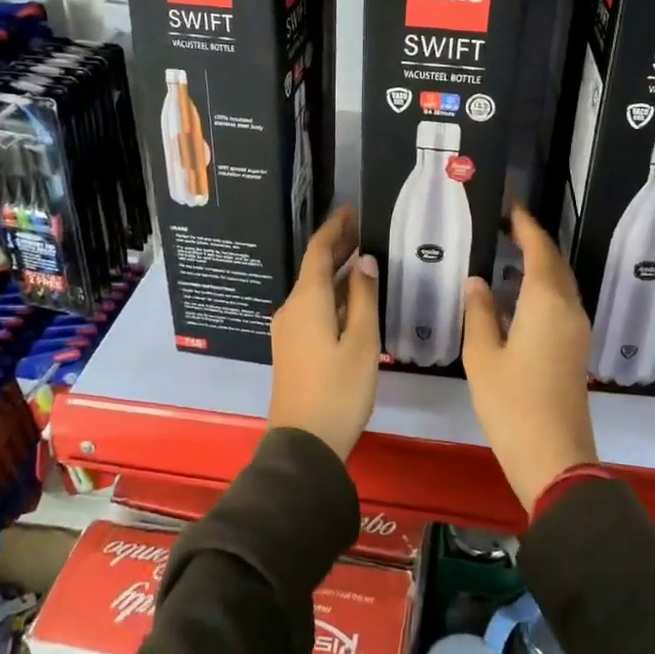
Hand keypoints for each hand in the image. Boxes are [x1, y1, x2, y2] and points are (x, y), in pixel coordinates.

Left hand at [269, 206, 379, 459]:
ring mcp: (289, 329)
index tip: (352, 209)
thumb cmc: (339, 390)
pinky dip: (333, 295)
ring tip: (365, 259)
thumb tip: (364, 261)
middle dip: (337, 247)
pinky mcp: (292, 348)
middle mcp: (292, 308)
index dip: (335, 228)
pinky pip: (313, 309)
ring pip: (314, 290)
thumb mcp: (362, 342)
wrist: (304, 444)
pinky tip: (353, 299)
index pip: (318, 251)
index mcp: (307, 301)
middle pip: (314, 268)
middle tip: (364, 229)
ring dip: (337, 272)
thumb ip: (363, 298)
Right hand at [462, 206, 597, 511]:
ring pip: (561, 283)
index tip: (510, 204)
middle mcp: (569, 309)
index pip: (539, 249)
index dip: (525, 225)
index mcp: (546, 303)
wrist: (554, 456)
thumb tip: (478, 281)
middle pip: (555, 263)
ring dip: (540, 263)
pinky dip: (543, 287)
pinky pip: (562, 302)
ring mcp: (577, 330)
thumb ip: (479, 312)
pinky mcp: (576, 348)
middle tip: (506, 224)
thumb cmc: (511, 403)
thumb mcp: (482, 356)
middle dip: (534, 240)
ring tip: (509, 251)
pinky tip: (518, 295)